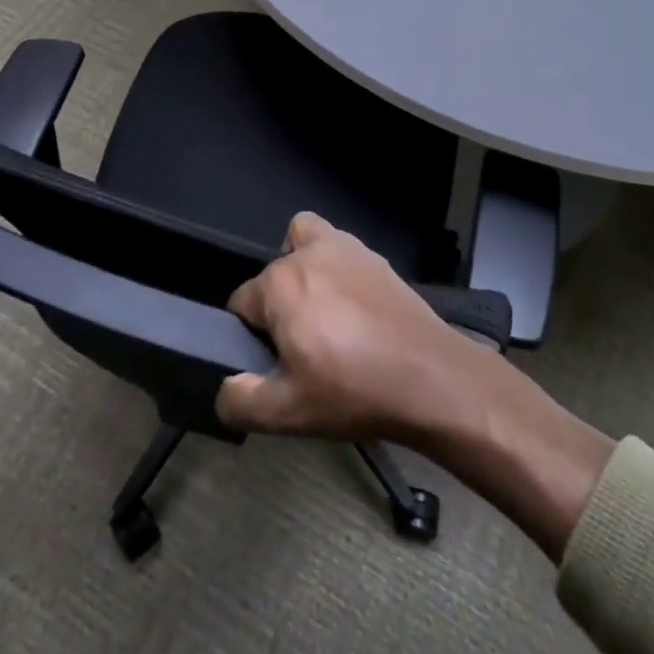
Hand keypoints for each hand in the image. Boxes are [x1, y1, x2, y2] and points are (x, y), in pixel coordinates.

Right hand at [216, 212, 485, 444]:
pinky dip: (335, 265)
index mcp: (279, 284)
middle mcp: (307, 253)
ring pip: (304, 240)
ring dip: (302, 265)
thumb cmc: (353, 390)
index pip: (242, 303)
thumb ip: (242, 401)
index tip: (273, 363)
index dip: (250, 336)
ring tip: (321, 312)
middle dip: (277, 304)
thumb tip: (224, 389)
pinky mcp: (374, 255)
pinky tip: (353, 306)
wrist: (429, 376)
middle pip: (273, 273)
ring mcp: (345, 247)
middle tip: (300, 346)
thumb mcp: (288, 413)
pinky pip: (339, 246)